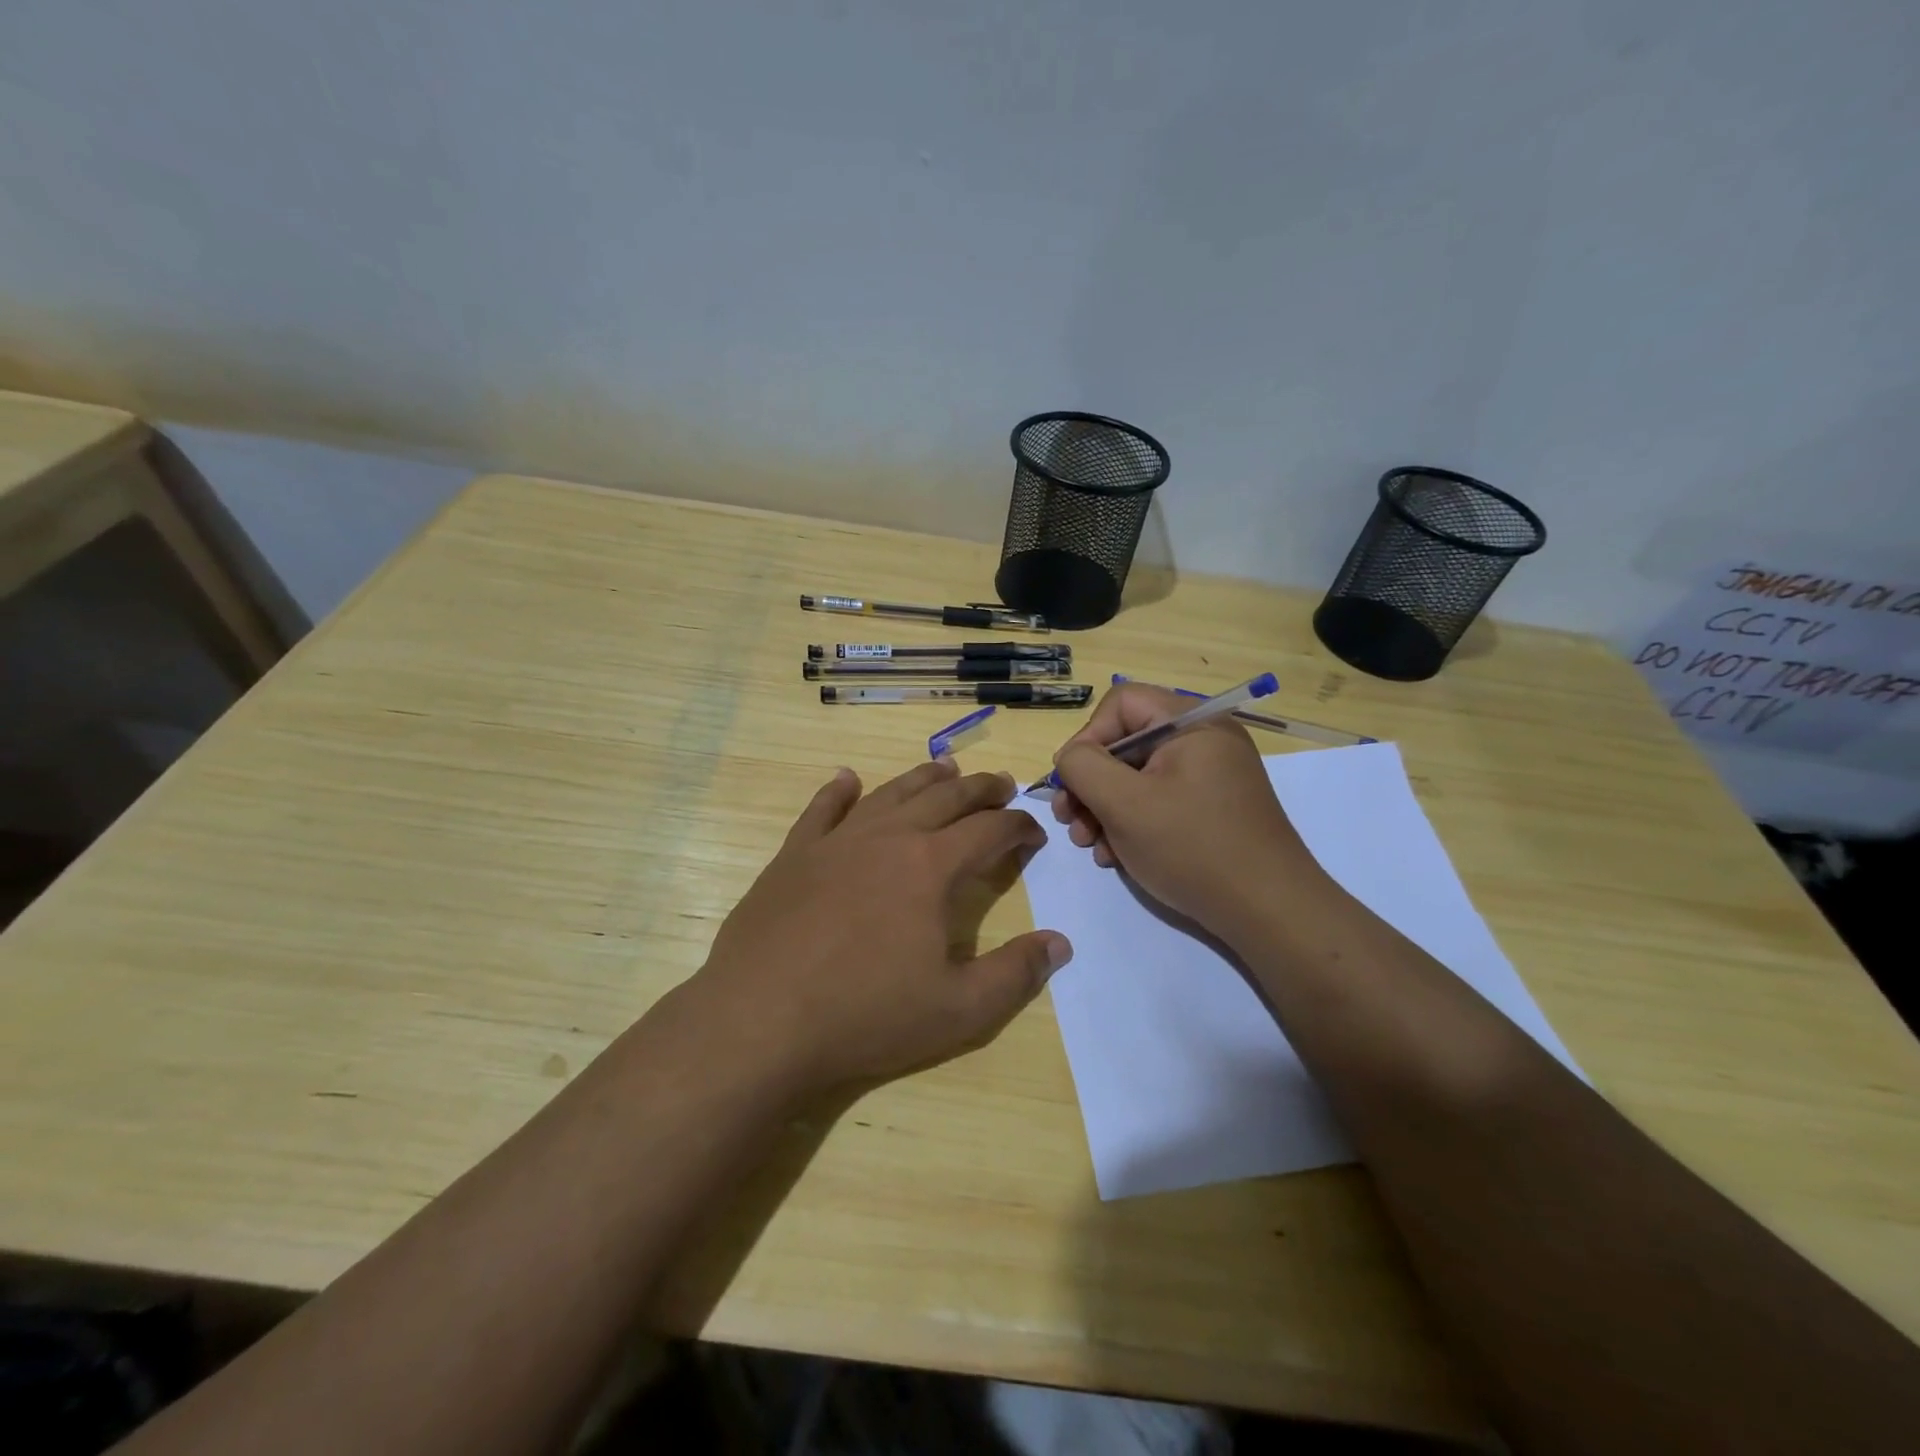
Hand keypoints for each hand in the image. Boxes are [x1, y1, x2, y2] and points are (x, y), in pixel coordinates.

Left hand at [684, 760, 1070, 1096]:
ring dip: (924, 778)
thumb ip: (1016, 975)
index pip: (990, 830)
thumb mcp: (959, 1010)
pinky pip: (821, 809)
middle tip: (1003, 785)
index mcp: (931, 866)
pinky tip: (847, 779)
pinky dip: (839, 790)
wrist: (760, 1021)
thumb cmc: (866, 1015)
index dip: (1019, 826)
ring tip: (946, 770)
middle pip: (945, 798)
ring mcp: (836, 840)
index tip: (1034, 832)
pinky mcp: (794, 854)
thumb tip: (1060, 944)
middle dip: (981, 789)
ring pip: (890, 793)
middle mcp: (888, 837)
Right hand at [1049, 683, 1326, 944]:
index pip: (1121, 703)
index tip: (1071, 783)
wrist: (1269, 911)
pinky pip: (1159, 800)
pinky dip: (1131, 823)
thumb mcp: (1124, 804)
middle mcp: (1204, 740)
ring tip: (1090, 845)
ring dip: (1104, 808)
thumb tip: (1070, 757)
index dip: (1087, 738)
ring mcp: (1210, 776)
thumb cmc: (1192, 848)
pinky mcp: (1211, 808)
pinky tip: (1116, 856)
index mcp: (1191, 723)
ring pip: (1137, 776)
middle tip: (1070, 821)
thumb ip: (1084, 767)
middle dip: (1090, 783)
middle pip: (1126, 742)